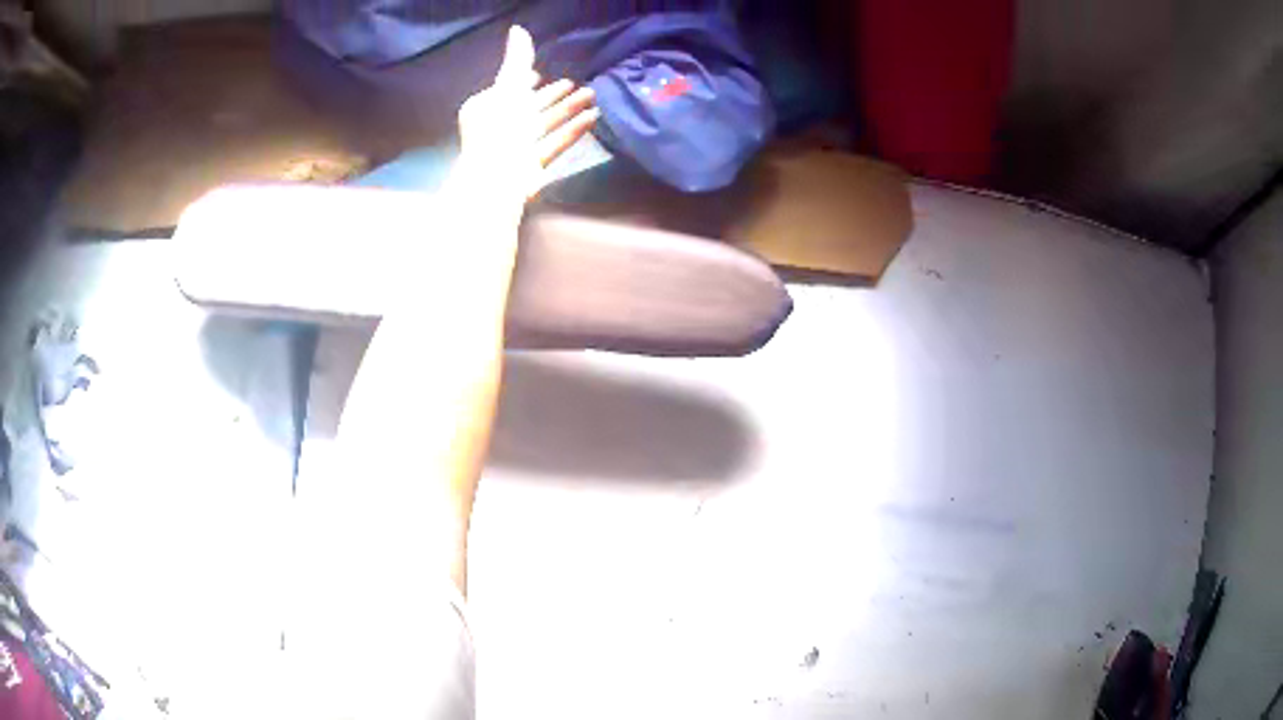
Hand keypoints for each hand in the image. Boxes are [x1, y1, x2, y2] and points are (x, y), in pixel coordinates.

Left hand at [455, 26, 598, 201]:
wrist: (498, 177)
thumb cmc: (500, 128)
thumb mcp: (510, 86)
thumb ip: (518, 60)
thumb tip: (518, 30)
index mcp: (486, 108)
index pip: (508, 89)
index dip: (525, 80)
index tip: (542, 74)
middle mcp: (499, 127)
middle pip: (530, 107)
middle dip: (553, 96)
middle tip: (575, 85)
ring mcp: (515, 148)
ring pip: (544, 124)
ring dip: (568, 110)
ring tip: (593, 96)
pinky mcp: (531, 166)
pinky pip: (555, 143)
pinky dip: (572, 130)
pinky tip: (593, 118)